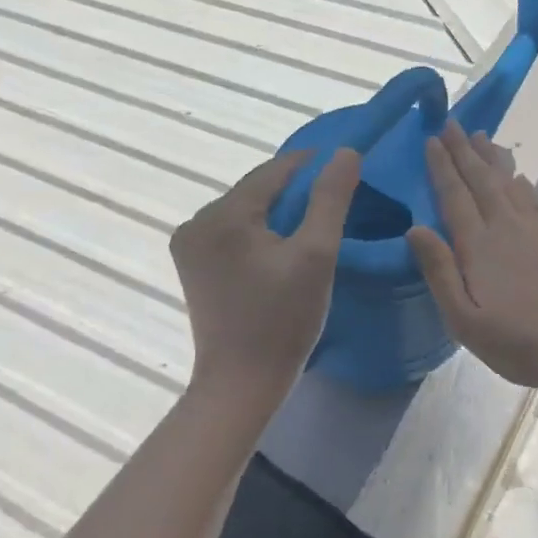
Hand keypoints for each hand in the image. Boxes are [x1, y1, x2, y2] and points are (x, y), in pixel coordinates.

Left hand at [171, 148, 360, 407]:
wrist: (240, 386)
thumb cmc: (282, 320)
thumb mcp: (317, 255)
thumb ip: (331, 198)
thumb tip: (346, 152)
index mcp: (223, 214)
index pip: (275, 170)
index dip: (313, 165)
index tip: (347, 169)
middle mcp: (197, 221)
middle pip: (258, 189)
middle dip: (296, 191)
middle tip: (336, 202)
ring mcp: (190, 245)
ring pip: (247, 211)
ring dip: (279, 212)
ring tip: (315, 225)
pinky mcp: (193, 266)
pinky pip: (234, 232)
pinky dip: (261, 232)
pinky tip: (284, 248)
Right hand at [407, 123, 537, 391]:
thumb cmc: (519, 341)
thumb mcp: (464, 319)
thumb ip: (439, 271)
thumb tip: (415, 228)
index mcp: (479, 244)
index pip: (454, 195)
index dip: (442, 166)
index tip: (432, 139)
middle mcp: (507, 225)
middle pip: (481, 179)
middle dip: (464, 150)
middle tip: (452, 123)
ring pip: (510, 181)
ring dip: (492, 158)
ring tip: (482, 137)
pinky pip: (536, 196)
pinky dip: (522, 181)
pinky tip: (520, 177)